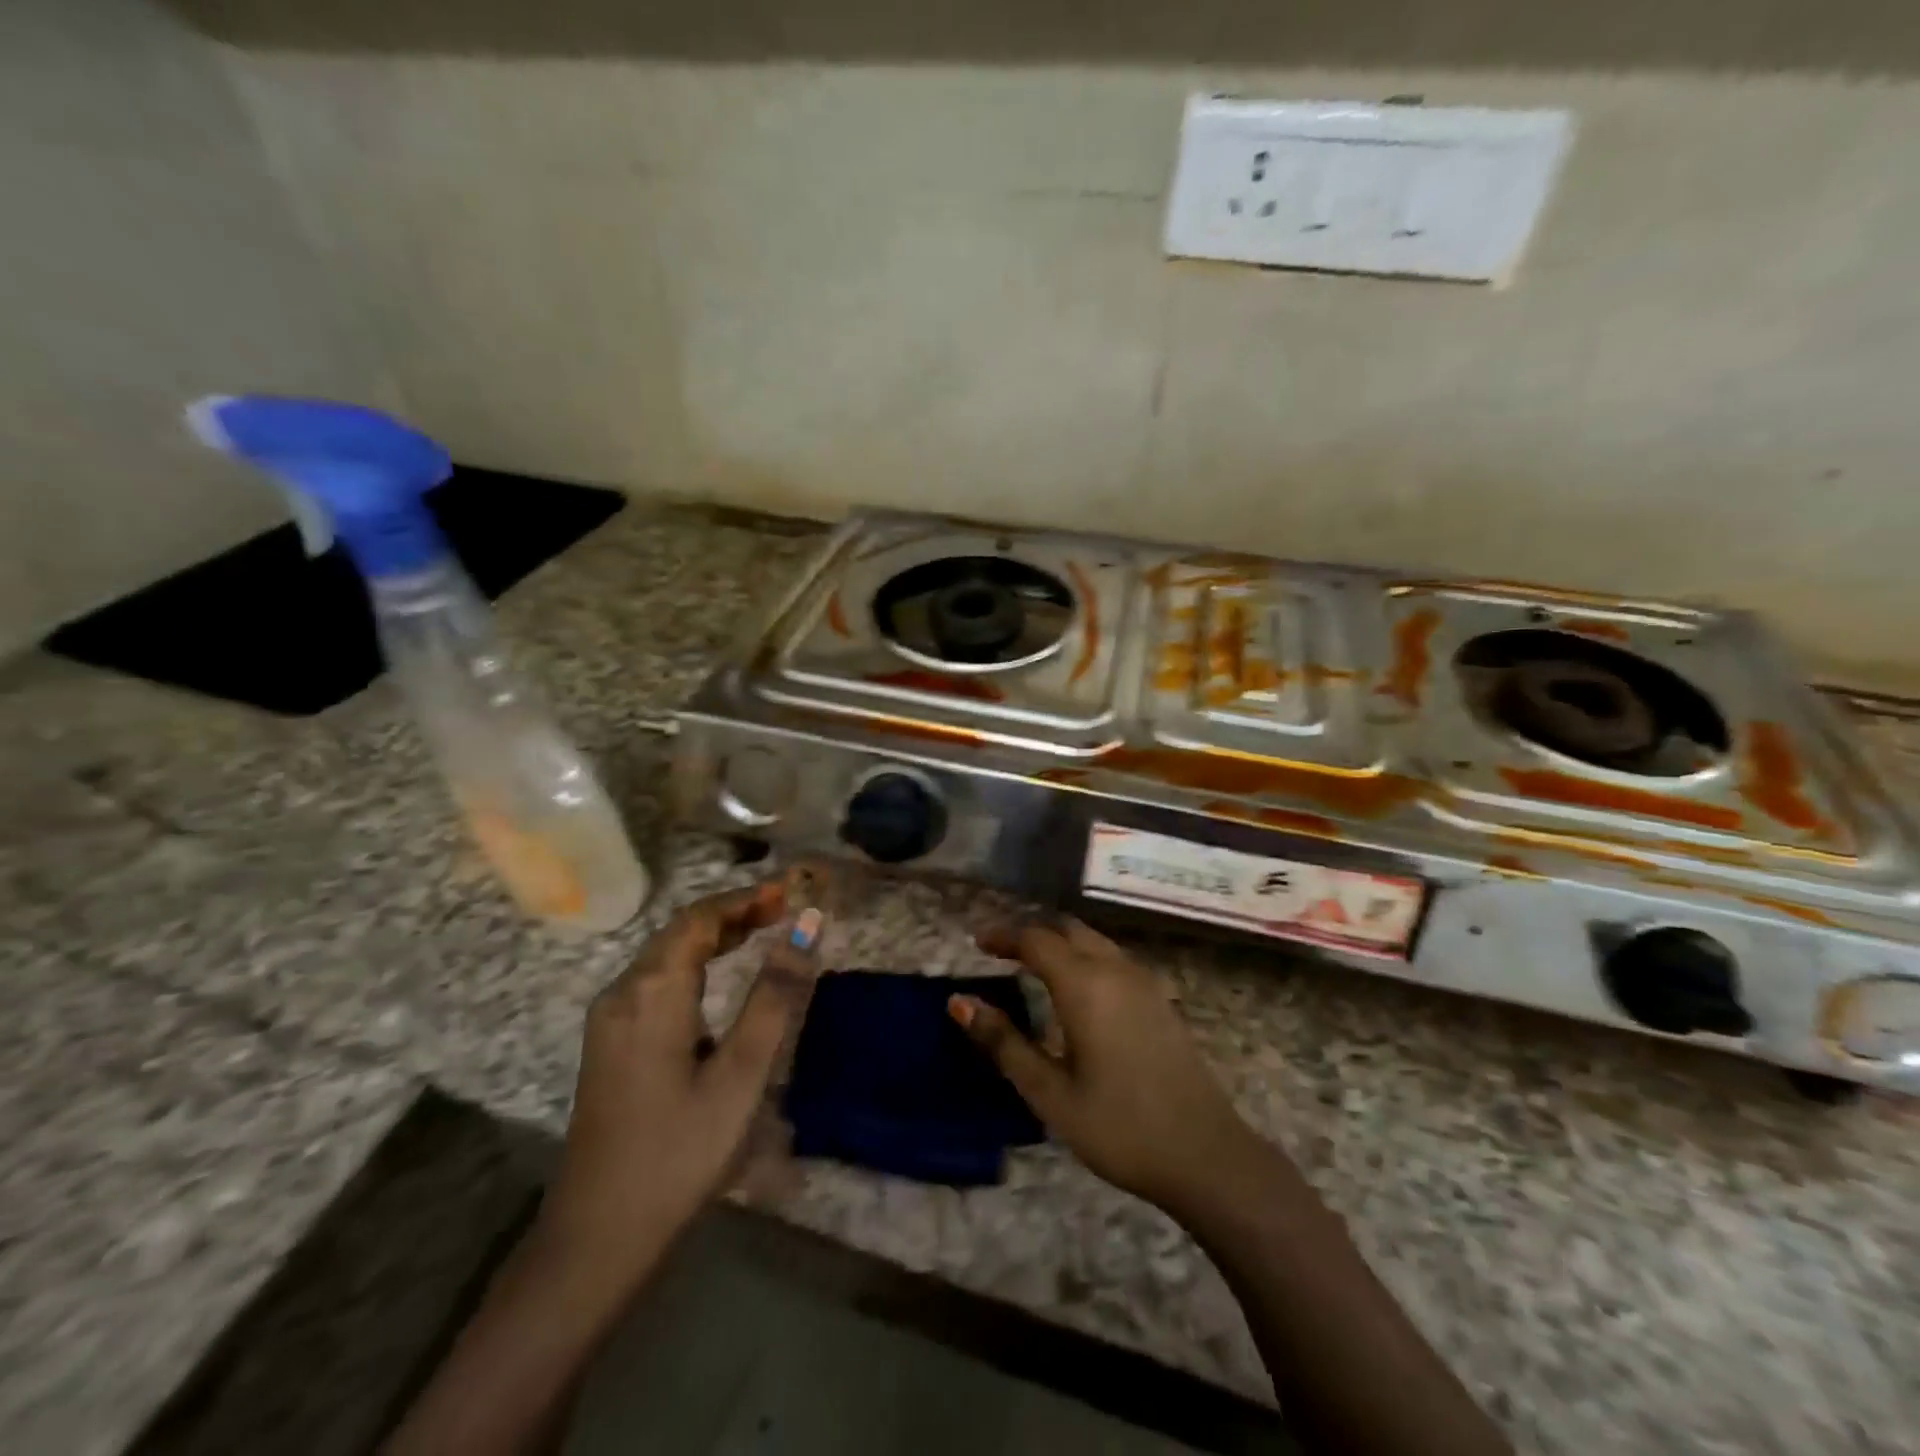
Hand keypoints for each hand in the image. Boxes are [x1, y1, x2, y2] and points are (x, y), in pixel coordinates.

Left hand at [537, 879, 813, 1285]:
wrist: (597, 1236)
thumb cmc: (679, 1151)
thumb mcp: (741, 1073)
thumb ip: (775, 995)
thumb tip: (807, 926)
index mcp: (653, 991)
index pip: (700, 918)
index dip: (745, 899)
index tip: (789, 892)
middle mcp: (623, 991)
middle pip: (680, 931)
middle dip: (732, 913)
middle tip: (782, 910)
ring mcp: (609, 1019)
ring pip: (665, 955)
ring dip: (712, 937)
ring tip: (760, 932)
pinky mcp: (609, 1043)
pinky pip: (654, 981)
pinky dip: (693, 964)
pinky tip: (717, 981)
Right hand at [952, 917, 1263, 1213]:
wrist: (1206, 1154)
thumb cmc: (1119, 1126)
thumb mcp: (1049, 1092)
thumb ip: (1003, 1042)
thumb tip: (958, 1001)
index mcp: (1084, 984)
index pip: (1035, 939)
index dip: (1004, 936)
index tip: (978, 944)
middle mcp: (1115, 969)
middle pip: (1067, 930)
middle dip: (1032, 933)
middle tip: (1002, 952)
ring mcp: (1144, 982)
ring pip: (1094, 940)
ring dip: (1061, 942)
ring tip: (1033, 966)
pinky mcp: (1161, 1000)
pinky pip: (1115, 958)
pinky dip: (1086, 956)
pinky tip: (1079, 990)